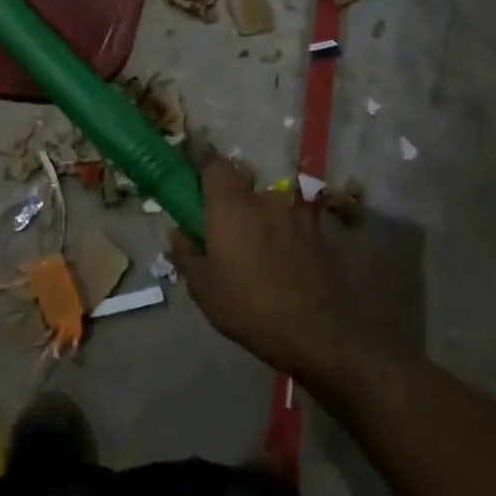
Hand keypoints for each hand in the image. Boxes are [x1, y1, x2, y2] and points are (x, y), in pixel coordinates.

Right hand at [170, 159, 365, 380]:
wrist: (315, 330)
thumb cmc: (248, 307)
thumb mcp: (204, 288)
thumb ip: (186, 253)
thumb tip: (177, 232)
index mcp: (230, 206)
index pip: (215, 165)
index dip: (206, 171)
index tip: (199, 188)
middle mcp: (263, 198)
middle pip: (244, 185)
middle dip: (235, 202)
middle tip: (229, 232)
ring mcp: (295, 212)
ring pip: (270, 205)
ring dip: (262, 219)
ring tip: (261, 252)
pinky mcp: (317, 229)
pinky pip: (293, 221)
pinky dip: (285, 232)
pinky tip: (285, 260)